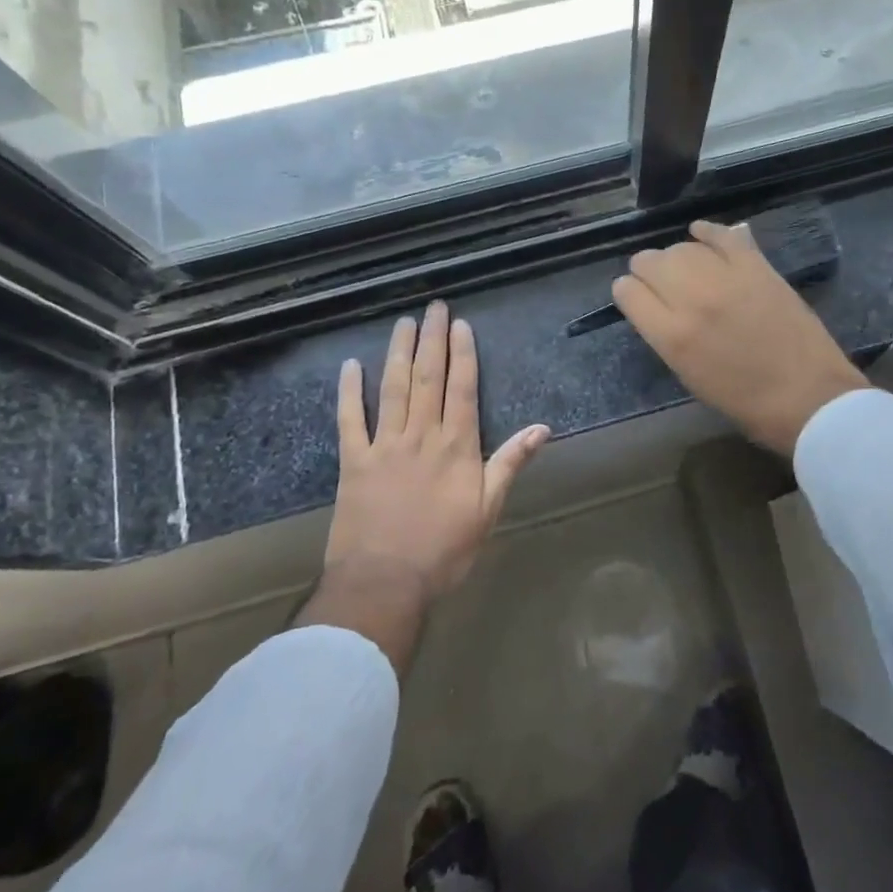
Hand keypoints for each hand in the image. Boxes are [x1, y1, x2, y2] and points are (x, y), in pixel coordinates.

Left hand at [326, 301, 550, 606]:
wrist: (384, 583)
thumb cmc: (444, 550)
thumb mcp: (488, 510)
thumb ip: (510, 463)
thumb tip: (542, 428)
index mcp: (456, 446)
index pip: (462, 388)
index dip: (462, 354)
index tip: (461, 325)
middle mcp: (421, 435)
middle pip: (428, 378)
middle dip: (433, 339)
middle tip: (434, 307)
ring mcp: (384, 445)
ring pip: (393, 388)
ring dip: (399, 352)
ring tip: (403, 323)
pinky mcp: (354, 462)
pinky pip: (350, 419)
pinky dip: (350, 391)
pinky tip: (351, 365)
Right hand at [612, 220, 868, 455]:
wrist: (809, 398)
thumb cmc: (746, 402)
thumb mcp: (690, 376)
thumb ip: (667, 336)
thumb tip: (657, 307)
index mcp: (671, 337)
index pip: (627, 292)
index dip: (628, 292)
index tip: (637, 297)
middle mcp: (691, 300)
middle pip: (649, 262)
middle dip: (647, 271)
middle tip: (660, 283)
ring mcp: (726, 278)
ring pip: (681, 247)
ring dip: (677, 256)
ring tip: (686, 268)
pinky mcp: (756, 266)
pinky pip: (722, 235)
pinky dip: (708, 233)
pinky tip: (701, 234)